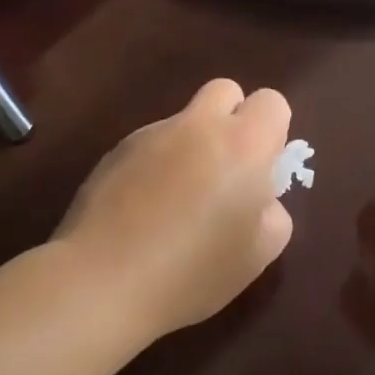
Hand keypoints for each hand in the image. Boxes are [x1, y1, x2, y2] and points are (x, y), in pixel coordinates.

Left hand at [54, 80, 294, 339]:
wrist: (101, 283)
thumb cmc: (192, 272)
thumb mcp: (258, 255)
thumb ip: (273, 213)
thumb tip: (259, 200)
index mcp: (243, 145)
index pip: (272, 102)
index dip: (272, 132)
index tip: (261, 171)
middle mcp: (198, 126)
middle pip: (226, 91)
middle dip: (232, 120)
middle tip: (226, 171)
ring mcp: (151, 135)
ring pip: (185, 121)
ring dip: (191, 146)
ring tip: (177, 202)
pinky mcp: (115, 151)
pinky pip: (150, 145)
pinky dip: (157, 165)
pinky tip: (144, 212)